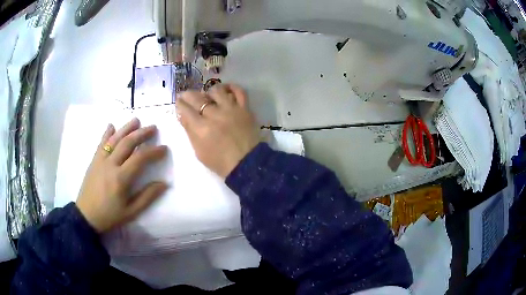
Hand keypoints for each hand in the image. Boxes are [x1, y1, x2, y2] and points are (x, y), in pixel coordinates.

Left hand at [76, 118, 167, 232]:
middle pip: (127, 143)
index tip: (164, 148)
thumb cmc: (110, 215)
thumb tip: (164, 184)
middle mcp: (110, 164)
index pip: (140, 158)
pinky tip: (111, 125)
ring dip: (126, 128)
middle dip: (141, 134)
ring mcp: (100, 160)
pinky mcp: (94, 161)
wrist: (86, 216)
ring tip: (136, 120)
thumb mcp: (131, 212)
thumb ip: (147, 197)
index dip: (153, 151)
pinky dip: (106, 133)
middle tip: (153, 128)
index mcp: (121, 178)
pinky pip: (101, 143)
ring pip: (114, 139)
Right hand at [176, 84, 260, 177]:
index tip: (179, 101)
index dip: (180, 104)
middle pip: (197, 98)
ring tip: (208, 96)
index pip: (185, 109)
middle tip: (186, 95)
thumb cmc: (220, 162)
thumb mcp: (199, 151)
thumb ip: (190, 131)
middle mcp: (214, 115)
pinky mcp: (245, 109)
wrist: (247, 164)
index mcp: (201, 128)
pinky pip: (239, 91)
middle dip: (188, 95)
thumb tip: (183, 115)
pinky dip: (232, 88)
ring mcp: (231, 109)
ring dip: (209, 92)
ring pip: (217, 91)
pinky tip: (226, 90)